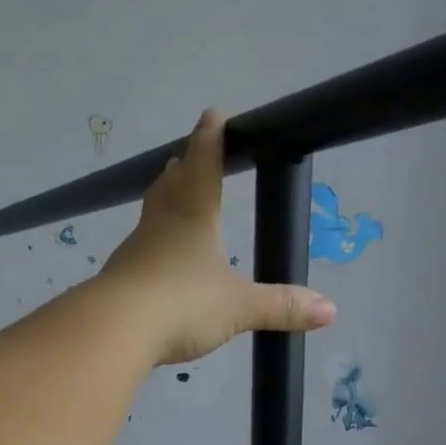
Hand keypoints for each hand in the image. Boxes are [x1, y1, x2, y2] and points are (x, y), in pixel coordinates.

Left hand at [100, 110, 335, 364]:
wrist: (115, 329)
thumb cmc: (182, 303)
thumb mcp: (238, 307)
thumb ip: (280, 307)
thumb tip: (330, 310)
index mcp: (194, 215)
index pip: (204, 163)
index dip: (211, 138)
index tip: (213, 114)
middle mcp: (161, 224)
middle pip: (171, 186)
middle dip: (182, 169)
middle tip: (184, 158)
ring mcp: (134, 251)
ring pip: (150, 216)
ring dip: (161, 204)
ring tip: (169, 200)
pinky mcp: (118, 279)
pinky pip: (138, 254)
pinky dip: (149, 248)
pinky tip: (153, 264)